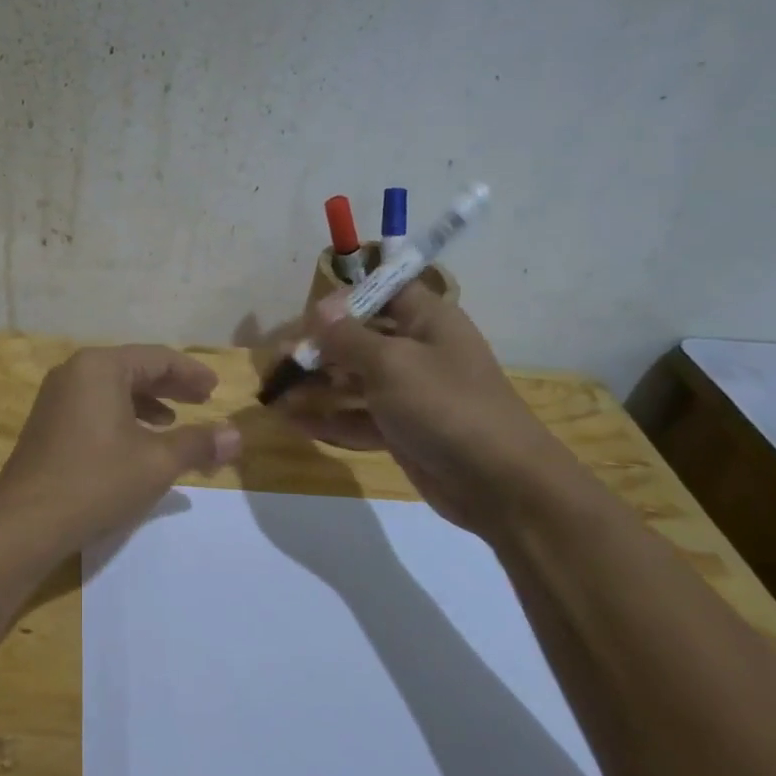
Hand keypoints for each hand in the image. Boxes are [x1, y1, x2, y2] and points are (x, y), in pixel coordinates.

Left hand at [0, 346, 242, 549]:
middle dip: (171, 386)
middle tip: (203, 400)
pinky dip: (122, 417)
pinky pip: (94, 407)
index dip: (191, 372)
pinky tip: (136, 442)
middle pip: (133, 369)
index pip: (157, 358)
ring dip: (147, 403)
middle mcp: (74, 372)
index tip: (216, 389)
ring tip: (174, 422)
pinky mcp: (47, 423)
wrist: (26, 522)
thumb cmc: (97, 481)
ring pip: (112, 389)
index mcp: (100, 367)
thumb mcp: (157, 462)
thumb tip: (237, 435)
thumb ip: (198, 443)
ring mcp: (55, 397)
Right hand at [280, 285, 574, 535]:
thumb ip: (348, 336)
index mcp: (426, 320)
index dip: (344, 298)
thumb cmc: (446, 406)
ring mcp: (409, 393)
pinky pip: (358, 416)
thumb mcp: (391, 363)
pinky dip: (329, 418)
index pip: (382, 291)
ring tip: (275, 396)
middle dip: (318, 348)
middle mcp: (417, 350)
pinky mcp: (402, 429)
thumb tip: (320, 307)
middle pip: (359, 338)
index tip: (306, 317)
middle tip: (278, 363)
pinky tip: (295, 423)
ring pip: (353, 379)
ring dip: (316, 385)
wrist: (500, 483)